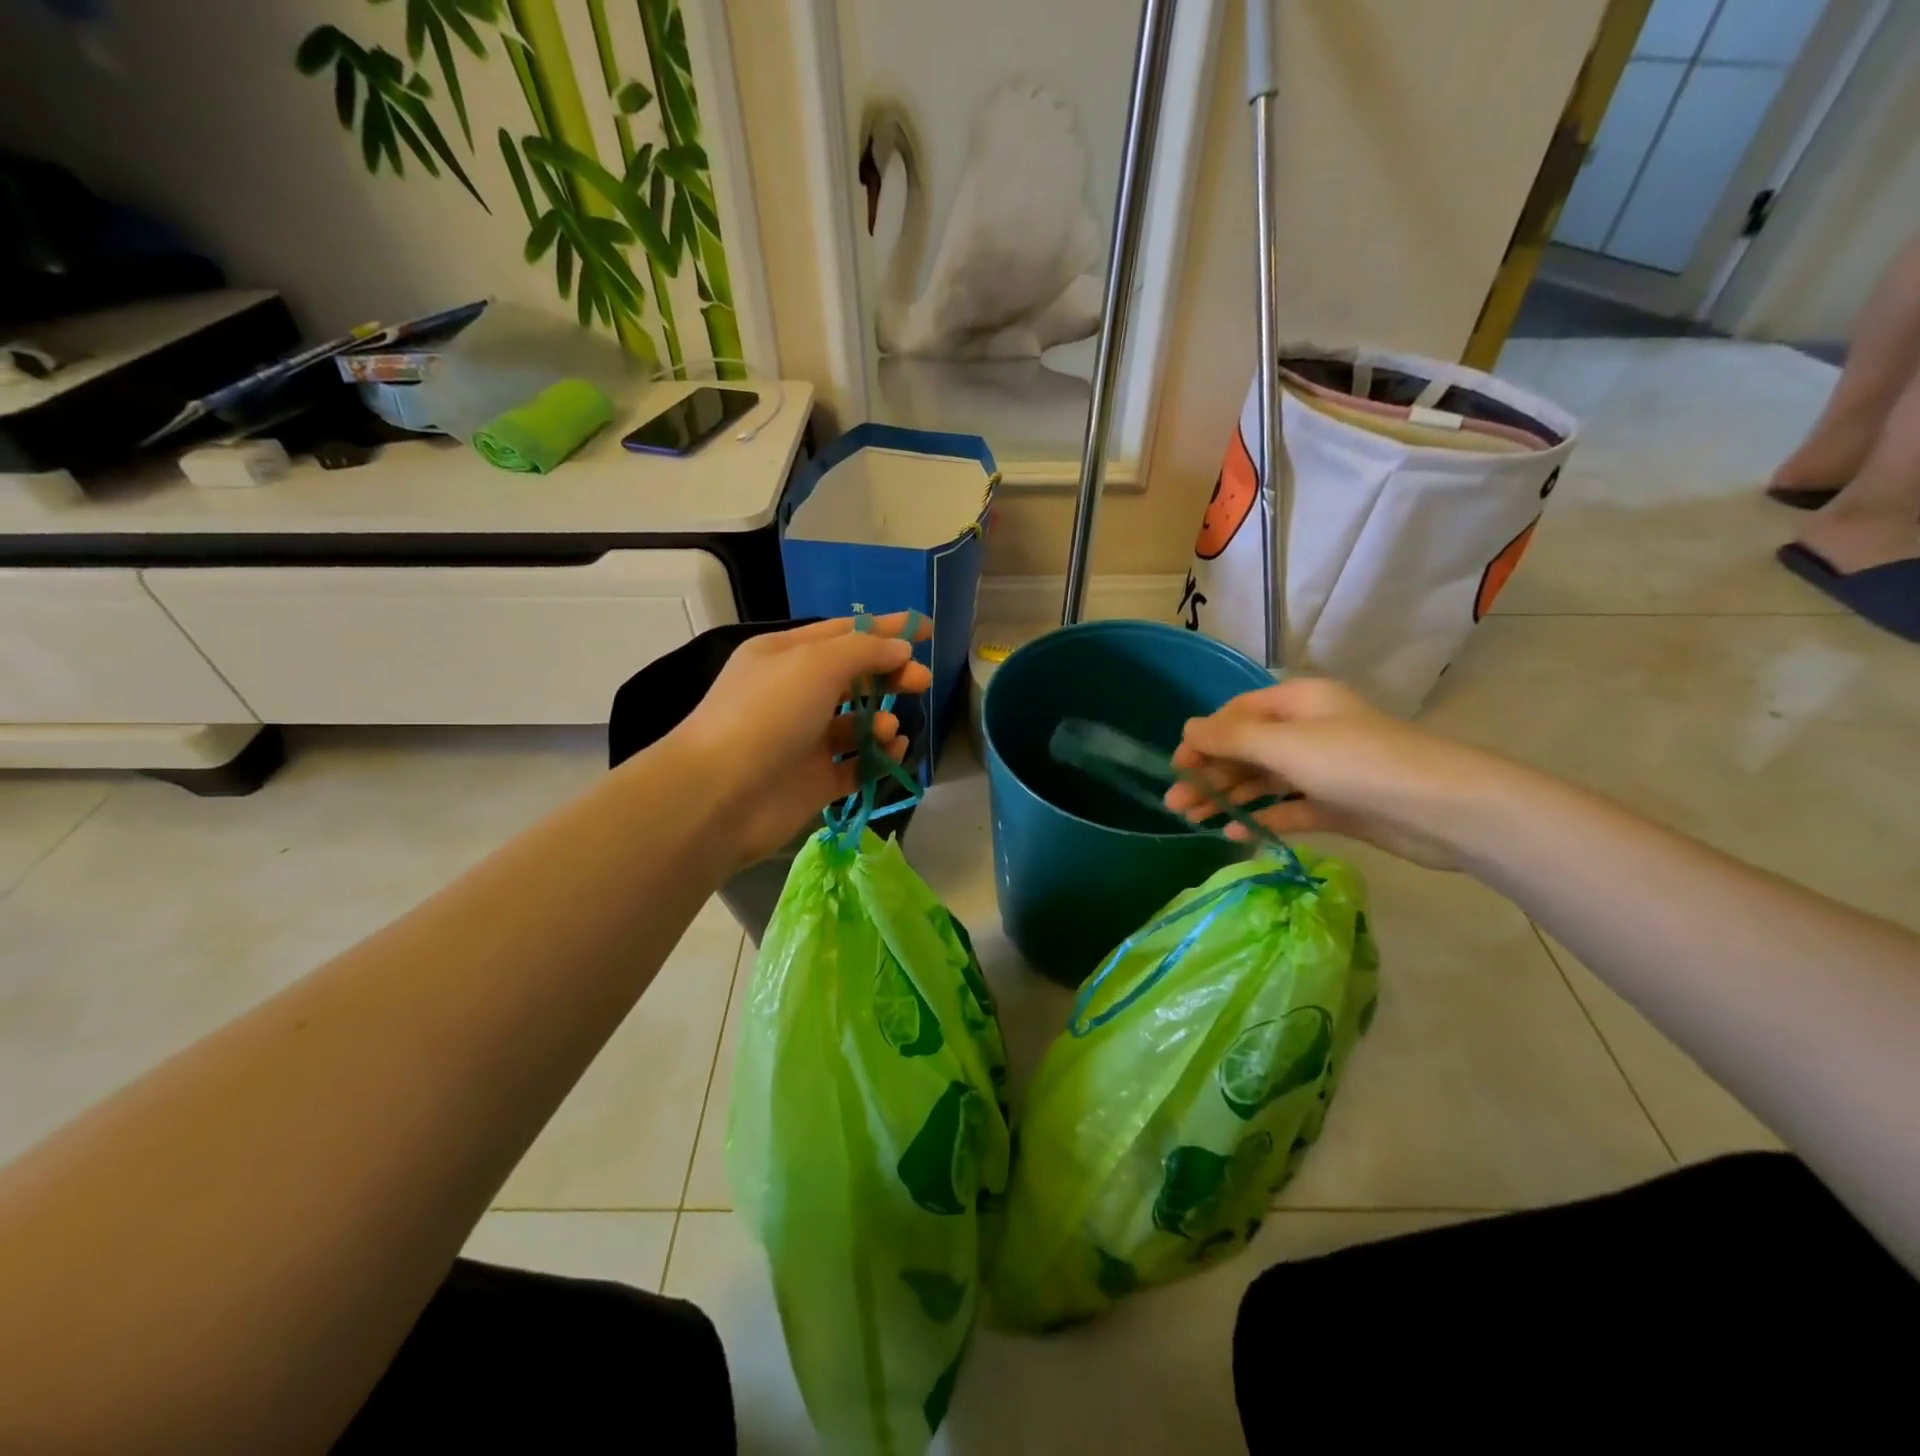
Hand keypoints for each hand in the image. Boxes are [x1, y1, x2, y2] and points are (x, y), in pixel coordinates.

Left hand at [665, 613, 933, 865]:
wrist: (721, 796)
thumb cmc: (766, 715)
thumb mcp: (815, 664)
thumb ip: (865, 651)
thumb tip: (900, 649)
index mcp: (785, 655)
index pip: (843, 633)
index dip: (885, 629)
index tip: (926, 629)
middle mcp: (793, 694)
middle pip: (854, 678)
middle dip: (890, 676)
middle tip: (922, 681)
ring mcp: (803, 740)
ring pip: (856, 724)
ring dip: (880, 722)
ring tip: (887, 731)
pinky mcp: (813, 781)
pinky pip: (856, 764)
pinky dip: (877, 758)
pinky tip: (892, 753)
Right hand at [1165, 678, 1508, 871]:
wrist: (1443, 809)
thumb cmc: (1357, 763)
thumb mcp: (1286, 745)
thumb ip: (1232, 738)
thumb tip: (1188, 728)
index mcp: (1299, 703)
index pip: (1238, 714)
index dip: (1204, 737)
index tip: (1177, 766)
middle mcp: (1309, 731)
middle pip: (1247, 750)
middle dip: (1210, 774)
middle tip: (1175, 804)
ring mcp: (1324, 770)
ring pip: (1264, 781)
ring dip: (1229, 798)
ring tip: (1193, 820)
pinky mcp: (1338, 805)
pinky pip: (1289, 808)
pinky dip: (1262, 818)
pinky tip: (1234, 834)